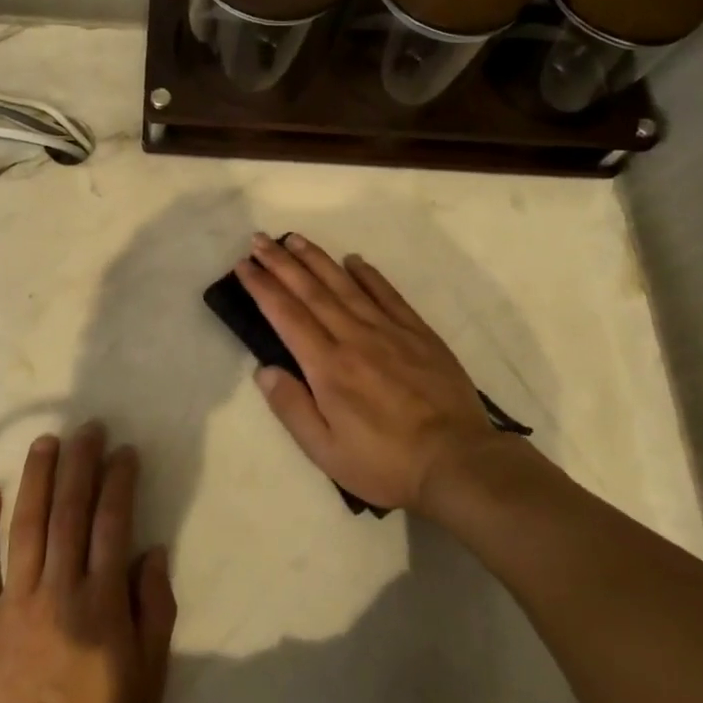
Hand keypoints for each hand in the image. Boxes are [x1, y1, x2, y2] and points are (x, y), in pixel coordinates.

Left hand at [0, 423, 176, 702]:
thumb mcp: (149, 683)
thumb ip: (154, 613)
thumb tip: (151, 552)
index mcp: (102, 604)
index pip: (112, 523)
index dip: (118, 481)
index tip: (123, 451)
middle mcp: (59, 590)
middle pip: (70, 511)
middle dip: (80, 463)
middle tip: (87, 428)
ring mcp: (13, 602)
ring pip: (27, 524)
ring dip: (37, 478)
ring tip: (46, 442)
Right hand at [235, 232, 492, 511]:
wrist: (458, 462)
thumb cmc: (385, 463)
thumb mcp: (326, 451)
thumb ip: (292, 407)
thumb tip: (264, 369)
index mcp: (328, 367)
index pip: (286, 315)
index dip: (262, 287)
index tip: (244, 265)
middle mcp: (354, 338)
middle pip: (311, 291)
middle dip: (281, 263)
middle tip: (259, 239)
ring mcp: (389, 331)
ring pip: (346, 285)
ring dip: (317, 259)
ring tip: (295, 239)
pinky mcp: (419, 334)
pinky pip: (389, 295)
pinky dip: (369, 275)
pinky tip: (355, 261)